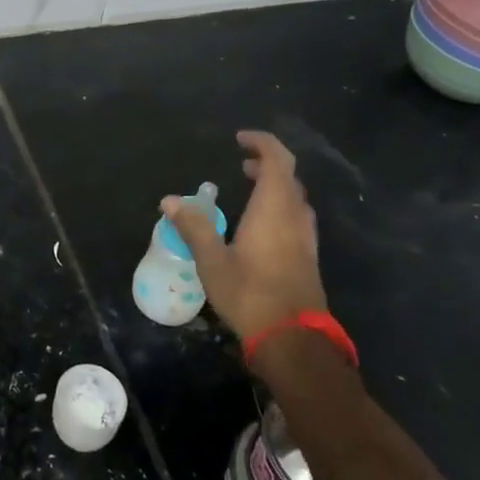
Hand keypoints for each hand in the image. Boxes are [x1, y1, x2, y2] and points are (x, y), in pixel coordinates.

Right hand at [163, 130, 326, 342]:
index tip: (240, 140)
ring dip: (276, 187)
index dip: (262, 143)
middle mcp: (295, 217)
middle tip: (242, 165)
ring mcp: (306, 238)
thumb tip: (170, 200)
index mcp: (274, 209)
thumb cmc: (250, 294)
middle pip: (288, 177)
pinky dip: (280, 207)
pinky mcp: (308, 258)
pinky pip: (296, 218)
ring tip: (250, 189)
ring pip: (295, 199)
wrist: (293, 339)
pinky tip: (261, 225)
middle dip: (266, 165)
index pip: (277, 160)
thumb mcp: (212, 261)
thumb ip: (194, 227)